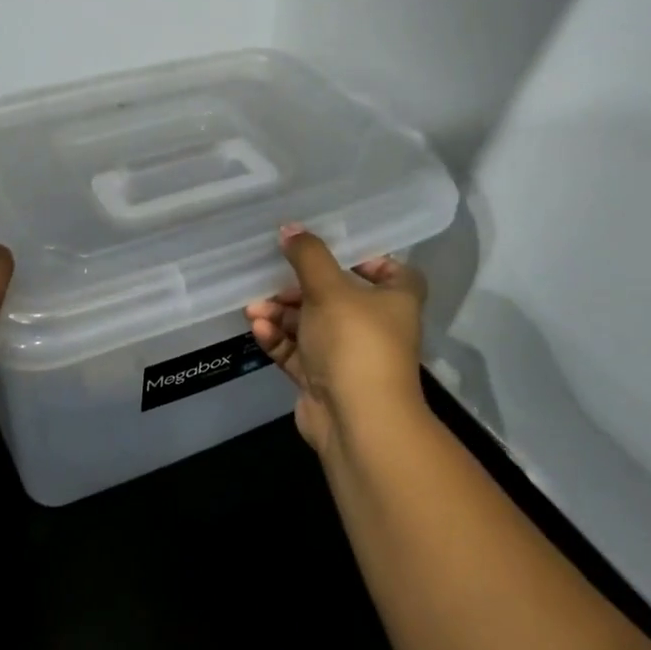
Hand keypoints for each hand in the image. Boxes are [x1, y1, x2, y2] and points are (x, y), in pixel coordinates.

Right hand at [244, 224, 426, 455]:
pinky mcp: (323, 379)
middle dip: (299, 288)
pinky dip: (279, 339)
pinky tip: (258, 329)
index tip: (330, 251)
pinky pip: (298, 352)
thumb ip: (308, 255)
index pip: (390, 271)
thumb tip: (289, 228)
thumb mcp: (329, 289)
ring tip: (254, 308)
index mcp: (395, 300)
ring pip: (311, 325)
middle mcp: (376, 327)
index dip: (365, 258)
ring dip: (281, 314)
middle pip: (336, 296)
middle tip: (274, 280)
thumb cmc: (355, 343)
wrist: (357, 421)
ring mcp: (349, 356)